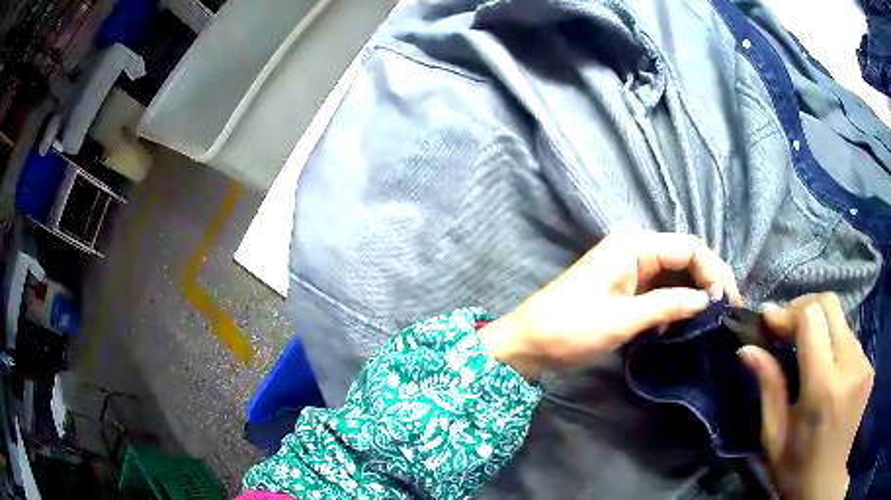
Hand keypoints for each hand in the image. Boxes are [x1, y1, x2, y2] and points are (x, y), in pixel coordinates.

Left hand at [479, 224, 741, 378]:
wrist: (529, 342)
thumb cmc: (570, 328)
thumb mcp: (624, 319)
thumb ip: (669, 305)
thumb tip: (707, 300)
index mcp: (635, 244)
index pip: (690, 248)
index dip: (715, 272)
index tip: (730, 303)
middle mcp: (635, 247)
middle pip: (685, 259)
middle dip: (708, 283)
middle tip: (726, 314)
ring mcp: (629, 266)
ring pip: (675, 275)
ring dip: (693, 296)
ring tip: (711, 321)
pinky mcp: (625, 285)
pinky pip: (660, 289)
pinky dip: (674, 305)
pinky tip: (681, 326)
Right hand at [739, 293, 873, 499]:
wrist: (824, 484)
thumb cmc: (794, 468)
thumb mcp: (774, 435)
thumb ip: (768, 386)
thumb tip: (747, 349)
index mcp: (823, 388)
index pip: (812, 317)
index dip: (788, 312)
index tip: (768, 322)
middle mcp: (850, 367)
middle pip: (830, 305)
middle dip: (804, 308)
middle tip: (785, 329)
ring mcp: (864, 365)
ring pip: (841, 320)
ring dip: (820, 326)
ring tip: (804, 348)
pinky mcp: (869, 367)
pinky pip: (851, 338)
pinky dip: (834, 342)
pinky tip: (825, 365)